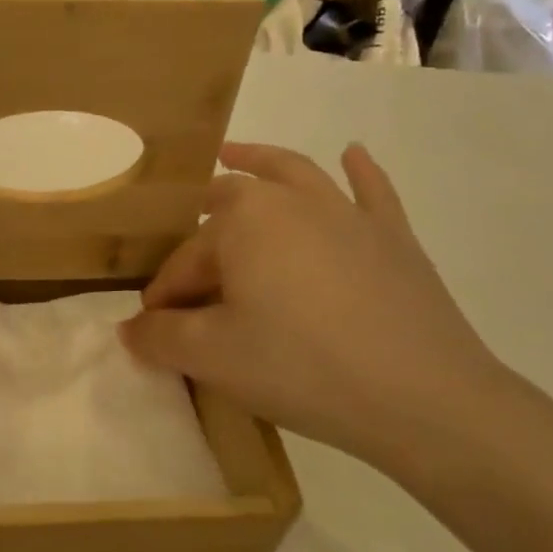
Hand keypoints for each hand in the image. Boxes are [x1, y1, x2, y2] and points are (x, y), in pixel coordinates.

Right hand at [120, 143, 530, 487]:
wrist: (422, 397)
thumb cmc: (301, 367)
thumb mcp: (211, 357)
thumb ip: (158, 337)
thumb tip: (130, 329)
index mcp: (242, 220)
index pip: (186, 258)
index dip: (165, 295)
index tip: (157, 330)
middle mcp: (291, 200)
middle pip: (230, 205)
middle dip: (201, 225)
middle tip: (185, 256)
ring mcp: (347, 213)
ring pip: (294, 174)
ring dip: (260, 161)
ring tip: (234, 154)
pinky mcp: (392, 237)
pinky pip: (371, 192)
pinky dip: (359, 172)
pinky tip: (354, 154)